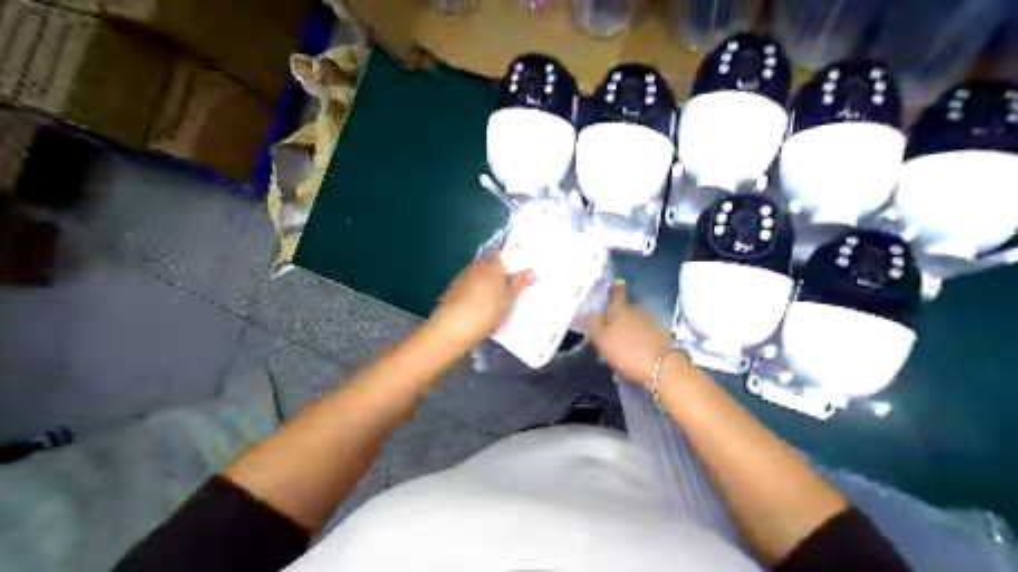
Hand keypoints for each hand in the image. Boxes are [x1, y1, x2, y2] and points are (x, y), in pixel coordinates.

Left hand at [429, 251, 536, 347]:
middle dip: (496, 273)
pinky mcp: (451, 292)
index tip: (514, 268)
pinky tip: (479, 307)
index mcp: (491, 264)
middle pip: (487, 265)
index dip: (505, 258)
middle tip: (509, 286)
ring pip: (476, 277)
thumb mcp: (509, 298)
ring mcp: (461, 279)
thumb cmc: (487, 310)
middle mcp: (474, 266)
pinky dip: (474, 294)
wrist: (454, 328)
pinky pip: (467, 288)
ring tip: (496, 299)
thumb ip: (519, 283)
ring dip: (484, 284)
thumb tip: (533, 271)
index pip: (497, 252)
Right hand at [585, 283, 678, 387]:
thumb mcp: (602, 339)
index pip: (616, 291)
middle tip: (612, 319)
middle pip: (628, 304)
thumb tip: (590, 312)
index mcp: (619, 309)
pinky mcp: (663, 333)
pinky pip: (647, 328)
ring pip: (638, 316)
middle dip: (621, 309)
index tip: (610, 288)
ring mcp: (652, 320)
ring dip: (631, 323)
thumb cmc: (627, 351)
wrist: (663, 366)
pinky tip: (637, 343)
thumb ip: (594, 324)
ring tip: (624, 335)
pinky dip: (641, 333)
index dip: (613, 289)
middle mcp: (637, 309)